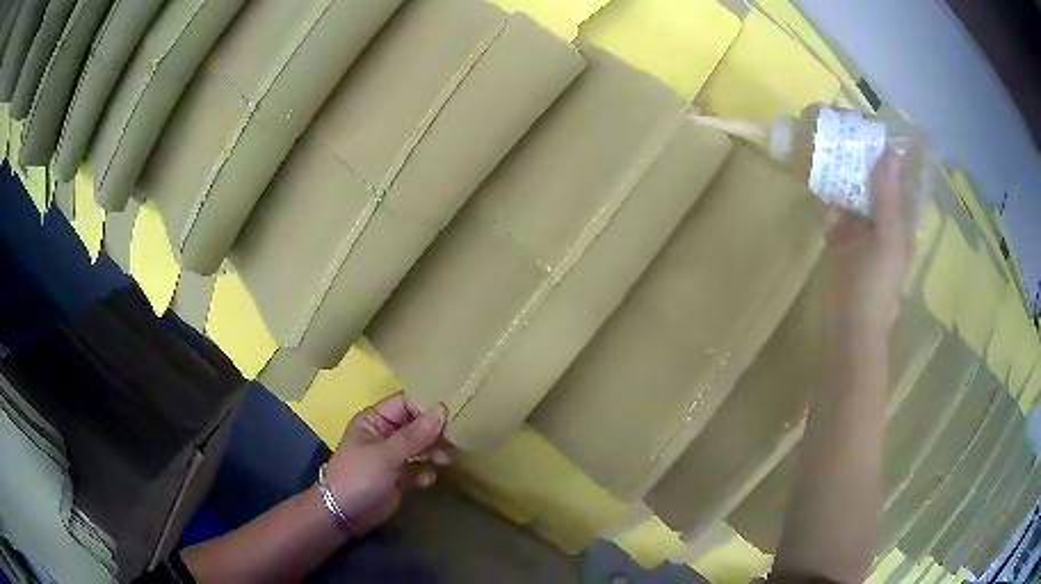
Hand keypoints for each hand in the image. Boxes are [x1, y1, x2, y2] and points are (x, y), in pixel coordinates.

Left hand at [324, 393, 449, 533]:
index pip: (405, 404)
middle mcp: (384, 434)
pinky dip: (425, 472)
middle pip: (416, 425)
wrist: (344, 514)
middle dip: (433, 433)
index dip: (426, 409)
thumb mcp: (385, 454)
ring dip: (433, 451)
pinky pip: (418, 468)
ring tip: (444, 461)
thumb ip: (414, 435)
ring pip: (420, 446)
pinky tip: (426, 480)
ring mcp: (392, 456)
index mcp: (374, 420)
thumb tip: (442, 409)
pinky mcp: (399, 477)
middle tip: (452, 443)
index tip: (449, 419)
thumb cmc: (359, 476)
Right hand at [821, 150, 914, 336]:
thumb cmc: (877, 283)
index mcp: (900, 221)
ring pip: (851, 196)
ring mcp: (860, 232)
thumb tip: (889, 153)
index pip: (897, 180)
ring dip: (841, 186)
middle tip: (843, 140)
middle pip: (872, 183)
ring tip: (830, 171)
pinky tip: (828, 221)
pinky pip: (835, 216)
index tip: (873, 131)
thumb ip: (888, 197)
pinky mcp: (840, 241)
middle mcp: (882, 221)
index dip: (889, 156)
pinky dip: (830, 214)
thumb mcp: (888, 238)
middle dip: (860, 164)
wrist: (850, 323)